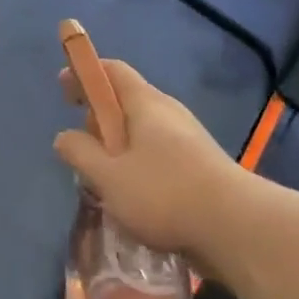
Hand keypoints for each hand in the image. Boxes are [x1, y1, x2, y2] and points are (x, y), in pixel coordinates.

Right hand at [55, 59, 242, 259]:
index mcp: (146, 104)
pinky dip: (138, 166)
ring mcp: (188, 140)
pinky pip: (158, 155)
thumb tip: (65, 136)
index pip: (112, 71)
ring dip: (118, 149)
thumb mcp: (108, 176)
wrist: (236, 227)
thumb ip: (81, 153)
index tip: (63, 87)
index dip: (85, 73)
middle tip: (82, 149)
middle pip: (126, 102)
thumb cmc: (164, 194)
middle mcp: (169, 114)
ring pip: (142, 133)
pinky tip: (133, 198)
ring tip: (104, 181)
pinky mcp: (199, 166)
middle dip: (99, 120)